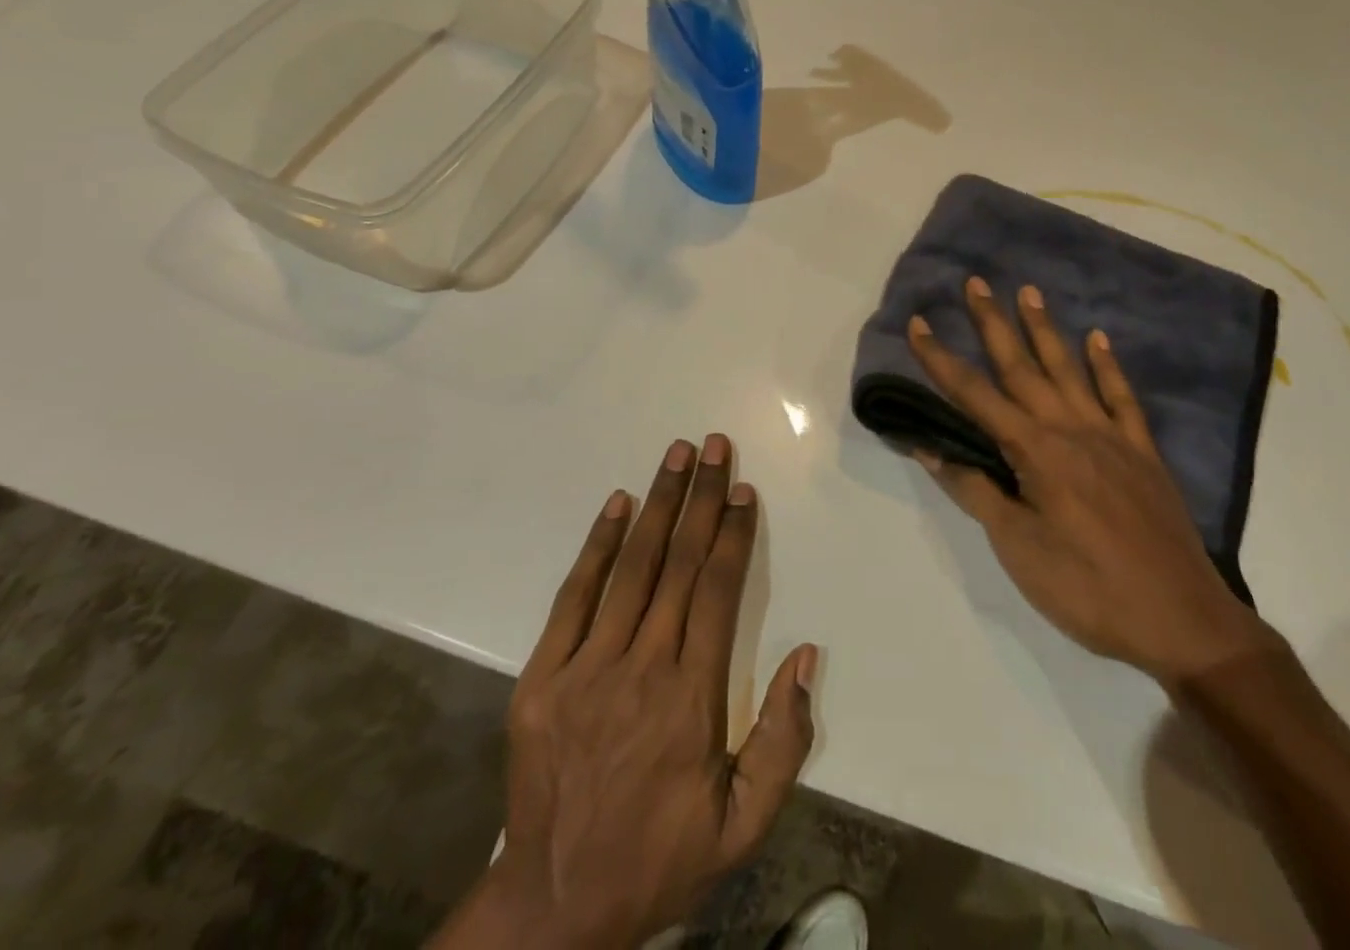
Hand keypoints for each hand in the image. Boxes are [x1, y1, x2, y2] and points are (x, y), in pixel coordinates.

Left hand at [435, 435, 817, 949]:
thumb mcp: (743, 824)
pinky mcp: (542, 677)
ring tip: (677, 455)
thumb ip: (784, 741)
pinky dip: (598, 546)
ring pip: (632, 568)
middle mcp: (641, 668)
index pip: (718, 591)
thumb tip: (807, 655)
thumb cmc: (661, 856)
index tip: (742, 490)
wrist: (553, 907)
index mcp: (691, 698)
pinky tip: (618, 504)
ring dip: (658, 504)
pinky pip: (575, 598)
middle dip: (701, 498)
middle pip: (679, 563)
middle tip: (715, 446)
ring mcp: (586, 669)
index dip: (733, 534)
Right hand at [908, 277, 1270, 688]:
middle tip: (976, 283)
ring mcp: (1111, 436)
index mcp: (1035, 451)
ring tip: (1028, 291)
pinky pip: (1122, 398)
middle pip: (1021, 367)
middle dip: (993, 324)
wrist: (1181, 620)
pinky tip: (1099, 339)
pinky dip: (1109, 366)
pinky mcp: (1142, 452)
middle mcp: (1070, 428)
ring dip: (1045, 330)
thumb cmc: (1087, 589)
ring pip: (1069, 370)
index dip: (941, 359)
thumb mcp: (1018, 548)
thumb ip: (975, 491)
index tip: (918, 324)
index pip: (974, 395)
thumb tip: (929, 448)